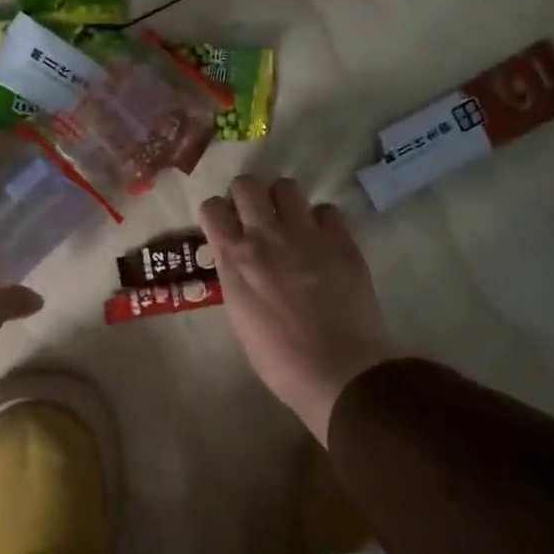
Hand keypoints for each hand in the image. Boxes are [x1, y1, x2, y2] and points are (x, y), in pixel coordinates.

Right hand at [200, 176, 398, 443]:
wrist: (337, 369)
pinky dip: (321, 221)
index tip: (225, 227)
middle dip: (247, 195)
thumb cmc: (278, 358)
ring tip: (291, 224)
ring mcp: (306, 234)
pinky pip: (327, 210)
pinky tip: (323, 241)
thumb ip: (237, 278)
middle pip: (247, 184)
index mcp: (234, 259)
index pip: (212, 208)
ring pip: (287, 186)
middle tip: (256, 217)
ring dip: (284, 201)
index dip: (218, 214)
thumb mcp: (239, 315)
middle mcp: (265, 236)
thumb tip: (240, 263)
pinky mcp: (341, 241)